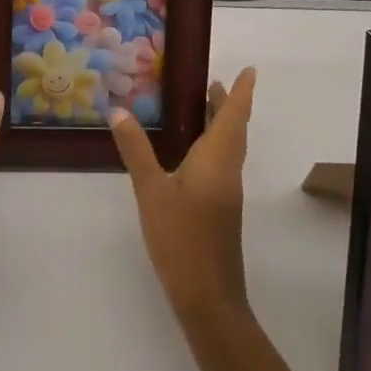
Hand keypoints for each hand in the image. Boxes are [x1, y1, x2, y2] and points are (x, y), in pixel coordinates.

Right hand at [110, 68, 255, 322]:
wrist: (209, 299)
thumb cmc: (182, 239)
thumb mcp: (152, 191)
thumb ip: (136, 150)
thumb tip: (120, 110)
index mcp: (217, 160)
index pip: (233, 117)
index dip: (241, 93)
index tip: (250, 70)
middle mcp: (227, 171)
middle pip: (234, 130)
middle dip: (229, 105)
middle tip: (216, 82)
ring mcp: (226, 193)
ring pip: (229, 149)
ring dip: (222, 125)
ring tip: (205, 107)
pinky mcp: (220, 210)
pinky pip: (221, 164)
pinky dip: (213, 145)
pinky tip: (192, 153)